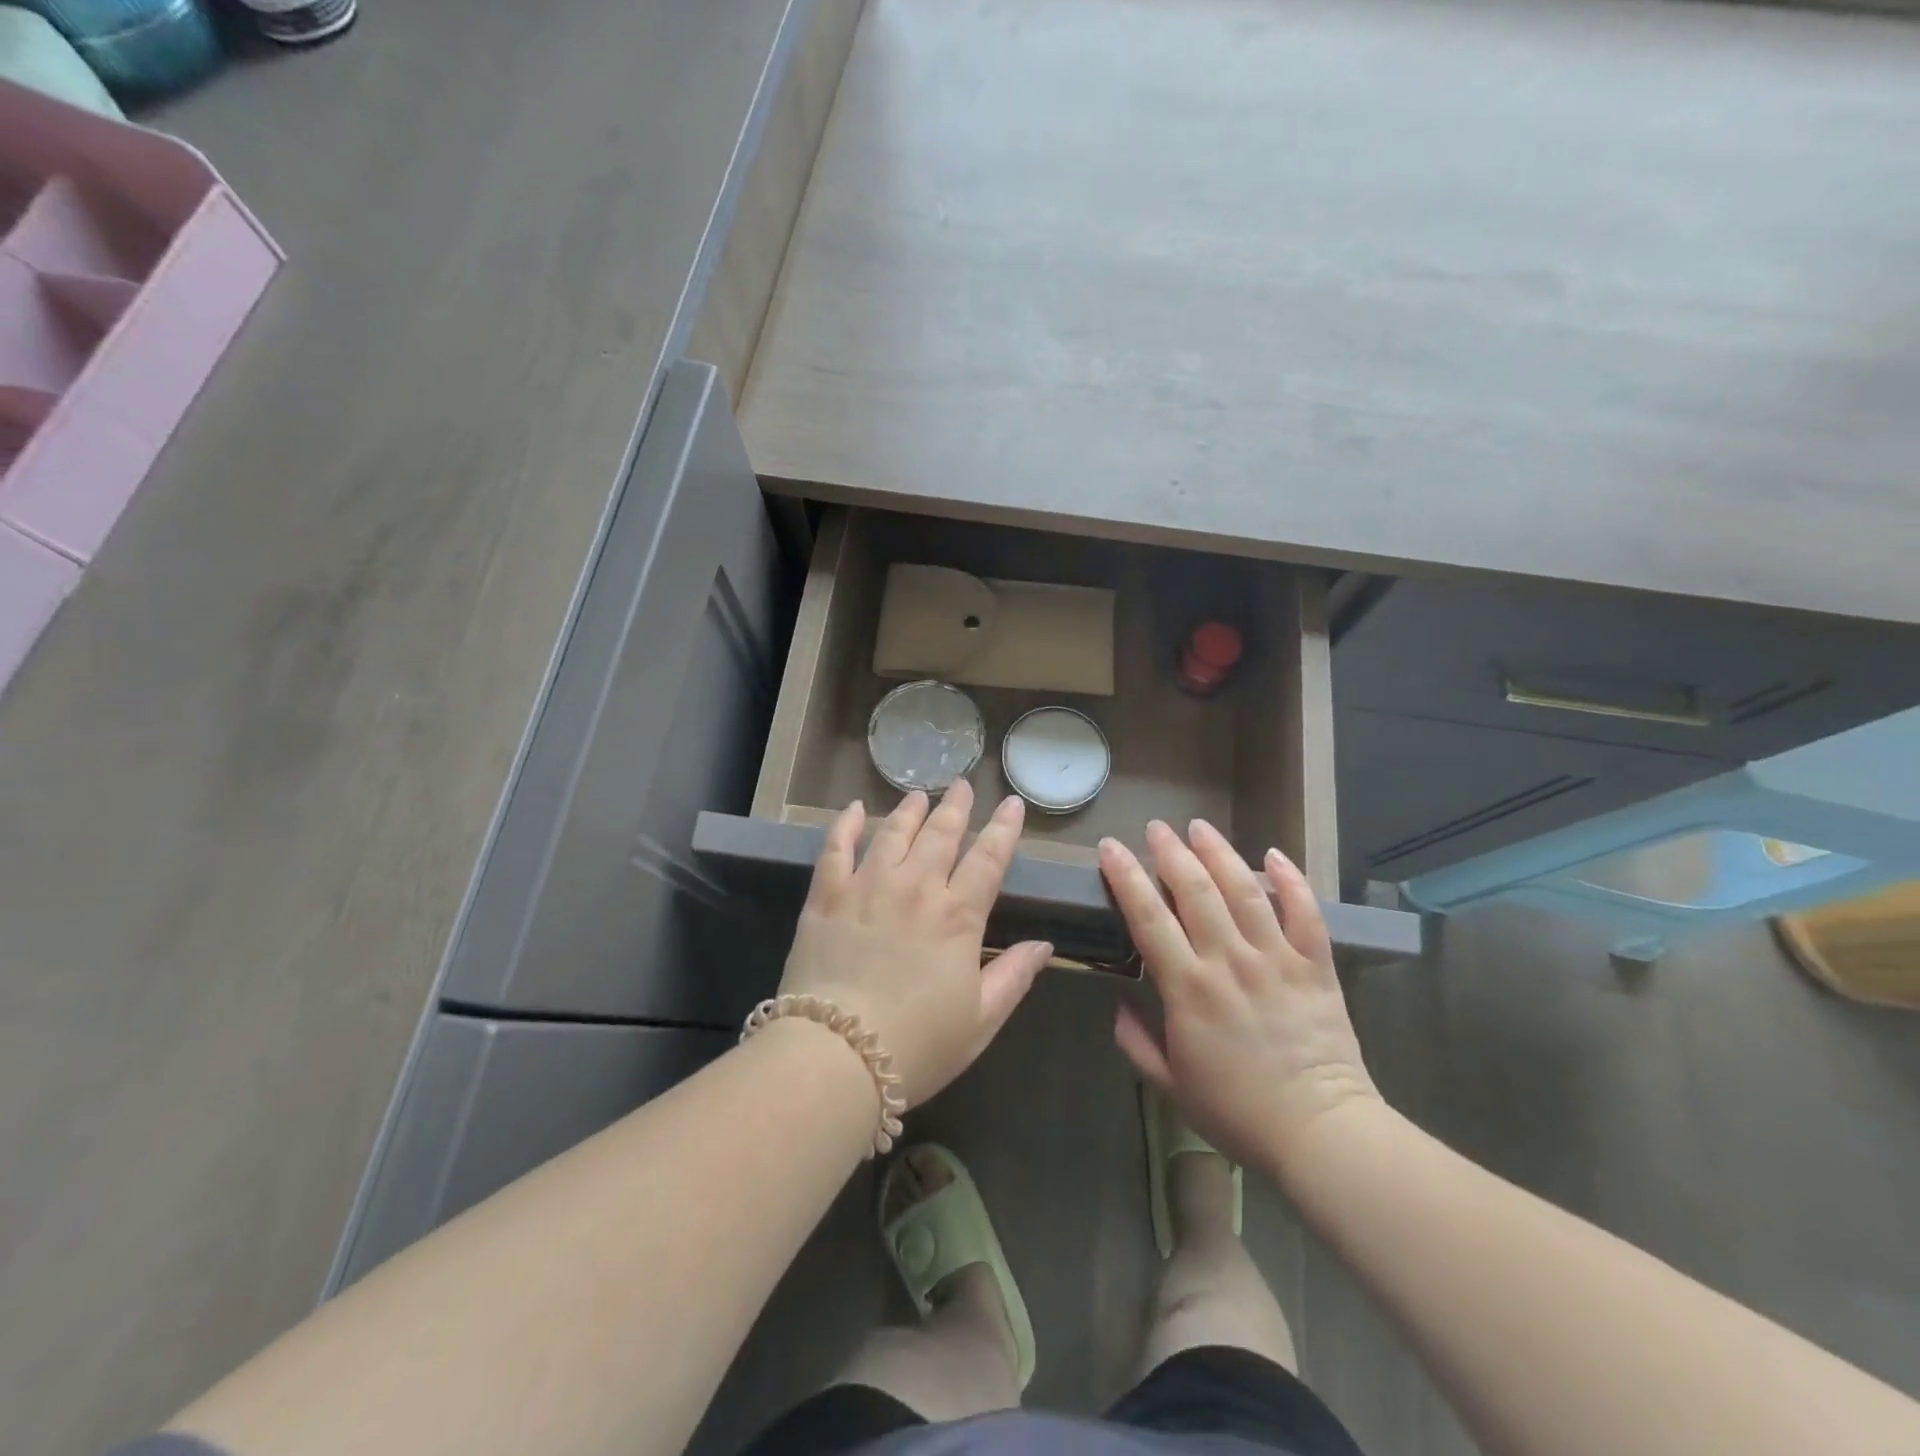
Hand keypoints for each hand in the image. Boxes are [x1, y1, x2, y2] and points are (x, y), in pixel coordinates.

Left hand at [778, 780, 1052, 1107]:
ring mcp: (867, 886)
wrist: (837, 1055)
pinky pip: (836, 847)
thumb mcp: (980, 1021)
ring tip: (919, 794)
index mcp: (957, 916)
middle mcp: (915, 888)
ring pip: (893, 832)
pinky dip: (845, 824)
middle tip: (963, 785)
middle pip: (941, 835)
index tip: (1012, 804)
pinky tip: (852, 808)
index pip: (988, 859)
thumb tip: (1045, 945)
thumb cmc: (917, 1045)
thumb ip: (1013, 976)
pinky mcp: (826, 895)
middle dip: (956, 807)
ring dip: (909, 809)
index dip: (1004, 829)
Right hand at [1100, 819, 1380, 1182]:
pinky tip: (1273, 854)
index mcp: (1188, 989)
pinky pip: (1305, 913)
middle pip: (1195, 892)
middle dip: (1171, 853)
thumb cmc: (1238, 1112)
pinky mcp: (1315, 966)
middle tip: (1155, 828)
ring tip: (1200, 826)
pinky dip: (1291, 880)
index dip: (1126, 877)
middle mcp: (1229, 962)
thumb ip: (1137, 1042)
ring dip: (1219, 853)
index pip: (1149, 918)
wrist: (1321, 1133)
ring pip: (1244, 891)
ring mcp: (1276, 959)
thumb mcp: (1171, 1086)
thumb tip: (1118, 1004)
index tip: (1110, 849)